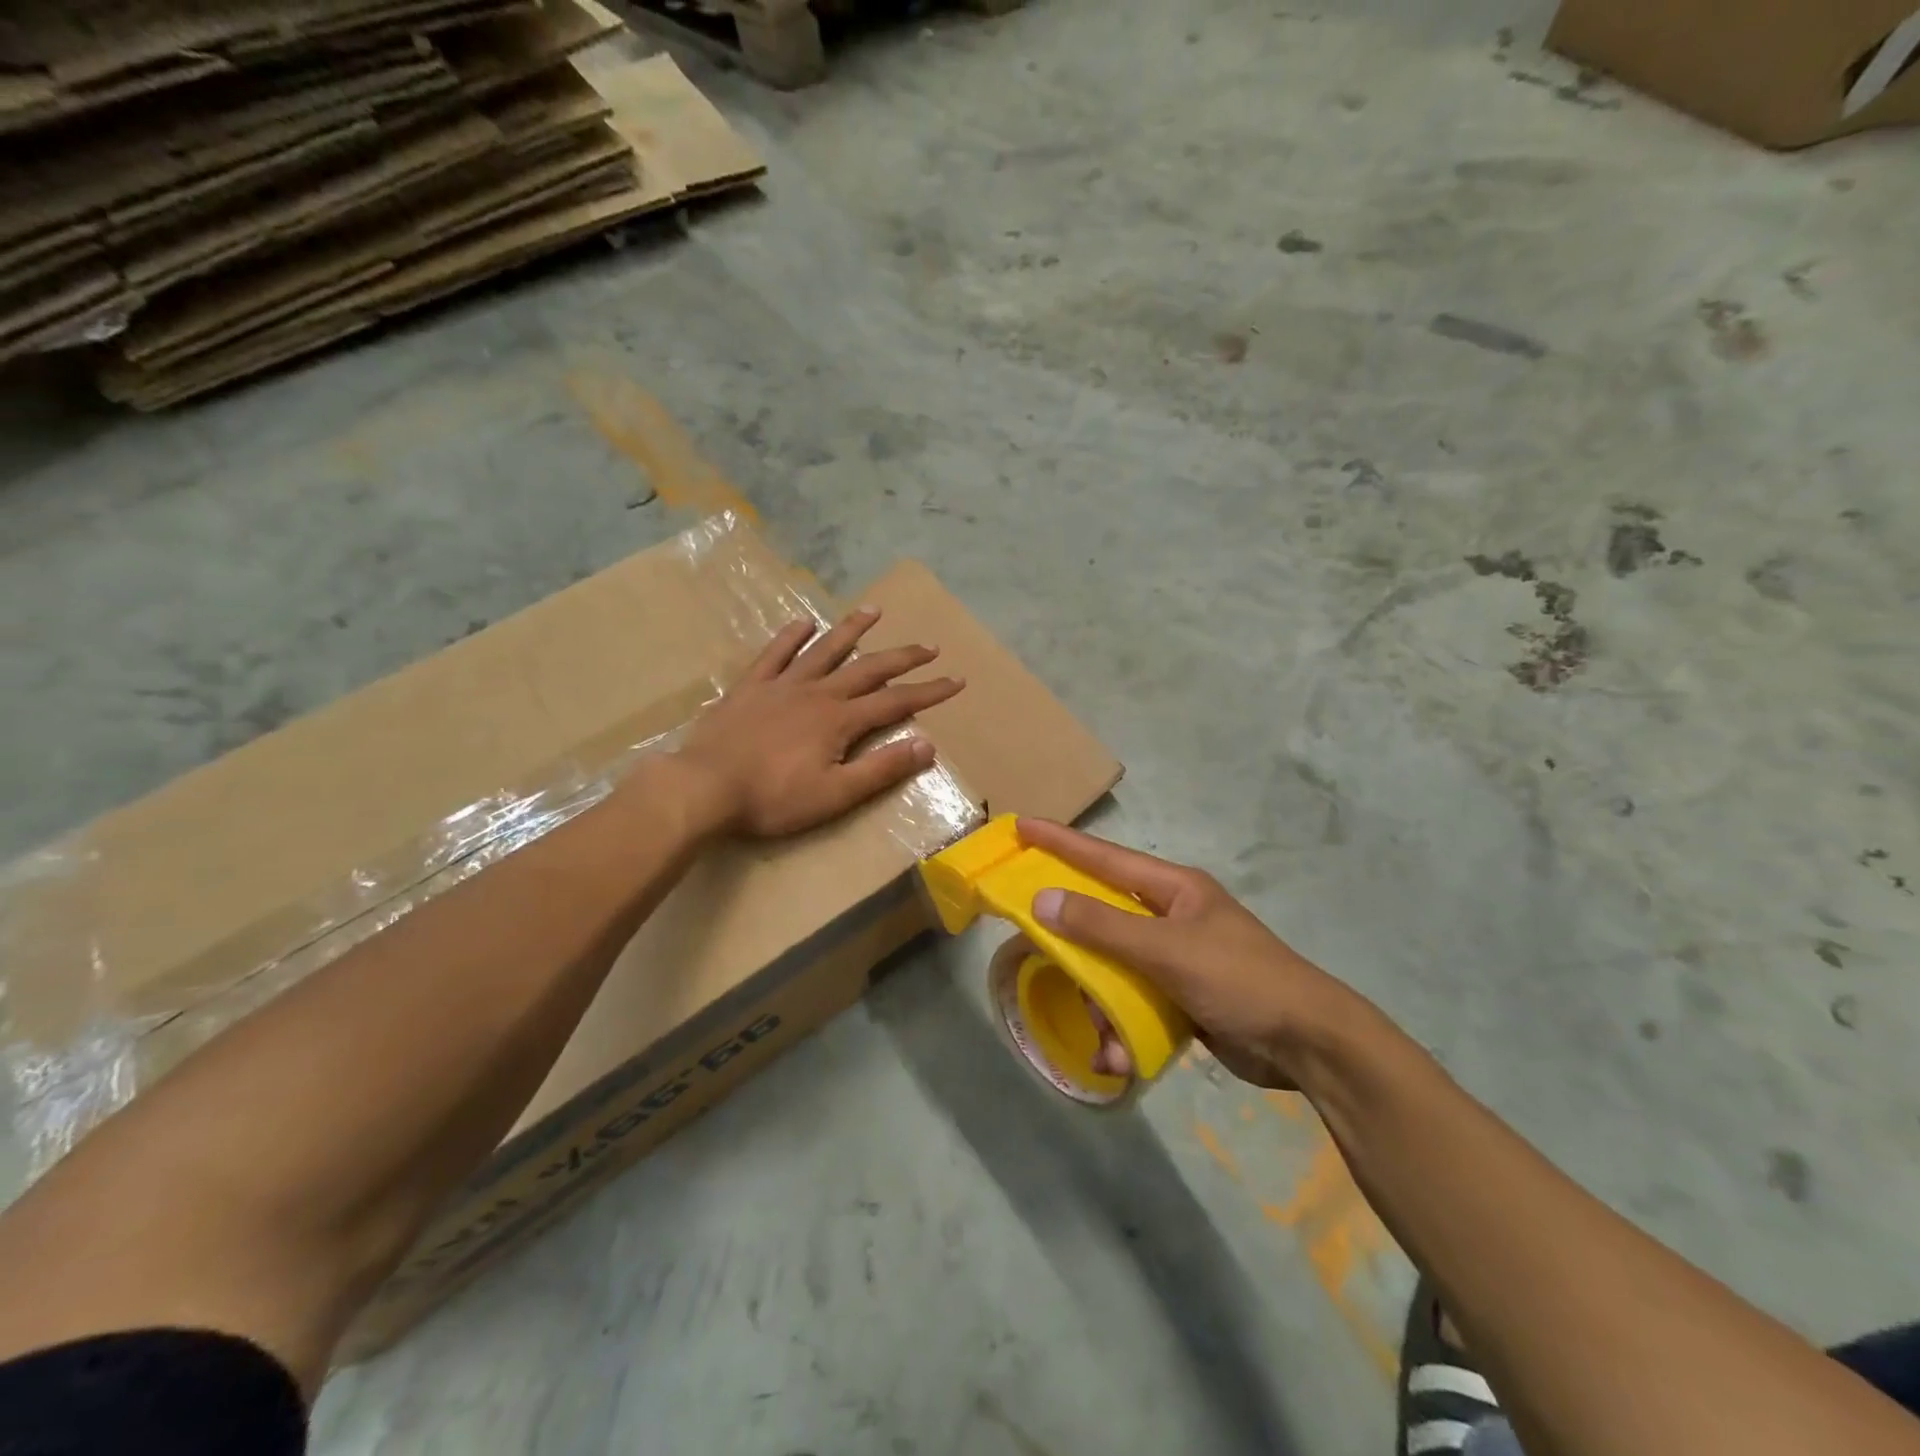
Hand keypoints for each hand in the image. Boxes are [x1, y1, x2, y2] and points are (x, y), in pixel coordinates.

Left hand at [677, 606, 963, 837]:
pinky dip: (792, 637)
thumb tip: (927, 744)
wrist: (704, 787)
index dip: (929, 691)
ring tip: (874, 611)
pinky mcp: (750, 686)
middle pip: (868, 668)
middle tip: (929, 646)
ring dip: (852, 630)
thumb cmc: (773, 798)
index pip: (895, 702)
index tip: (956, 680)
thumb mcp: (835, 794)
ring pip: (825, 650)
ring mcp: (782, 685)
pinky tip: (804, 622)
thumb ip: (881, 769)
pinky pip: (775, 653)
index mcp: (840, 720)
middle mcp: (817, 692)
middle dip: (902, 657)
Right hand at [1017, 818, 1359, 1088]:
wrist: (1309, 1044)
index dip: (1060, 842)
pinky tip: (1119, 1058)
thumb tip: (1043, 900)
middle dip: (1076, 950)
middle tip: (1043, 957)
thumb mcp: (1166, 950)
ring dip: (1102, 1005)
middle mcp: (1171, 916)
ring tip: (1104, 1040)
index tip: (1021, 827)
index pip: (1103, 857)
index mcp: (1173, 889)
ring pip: (1114, 968)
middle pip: (1102, 920)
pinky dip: (1123, 1029)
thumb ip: (1102, 927)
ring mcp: (1177, 958)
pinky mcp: (1182, 996)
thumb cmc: (1239, 979)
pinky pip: (1134, 1002)